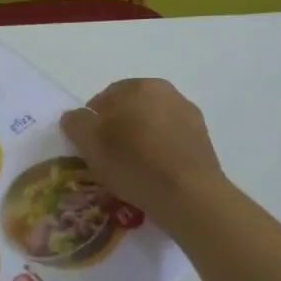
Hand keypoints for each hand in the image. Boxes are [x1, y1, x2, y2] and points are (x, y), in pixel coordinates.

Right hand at [61, 79, 228, 229]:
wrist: (189, 195)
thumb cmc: (133, 162)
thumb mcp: (90, 143)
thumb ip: (76, 122)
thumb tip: (76, 117)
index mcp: (138, 85)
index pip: (103, 99)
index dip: (92, 123)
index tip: (89, 147)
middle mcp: (167, 92)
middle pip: (130, 110)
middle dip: (118, 129)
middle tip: (108, 158)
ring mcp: (189, 115)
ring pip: (152, 125)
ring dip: (141, 140)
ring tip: (133, 170)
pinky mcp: (204, 140)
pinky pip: (171, 142)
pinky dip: (161, 153)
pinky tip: (155, 175)